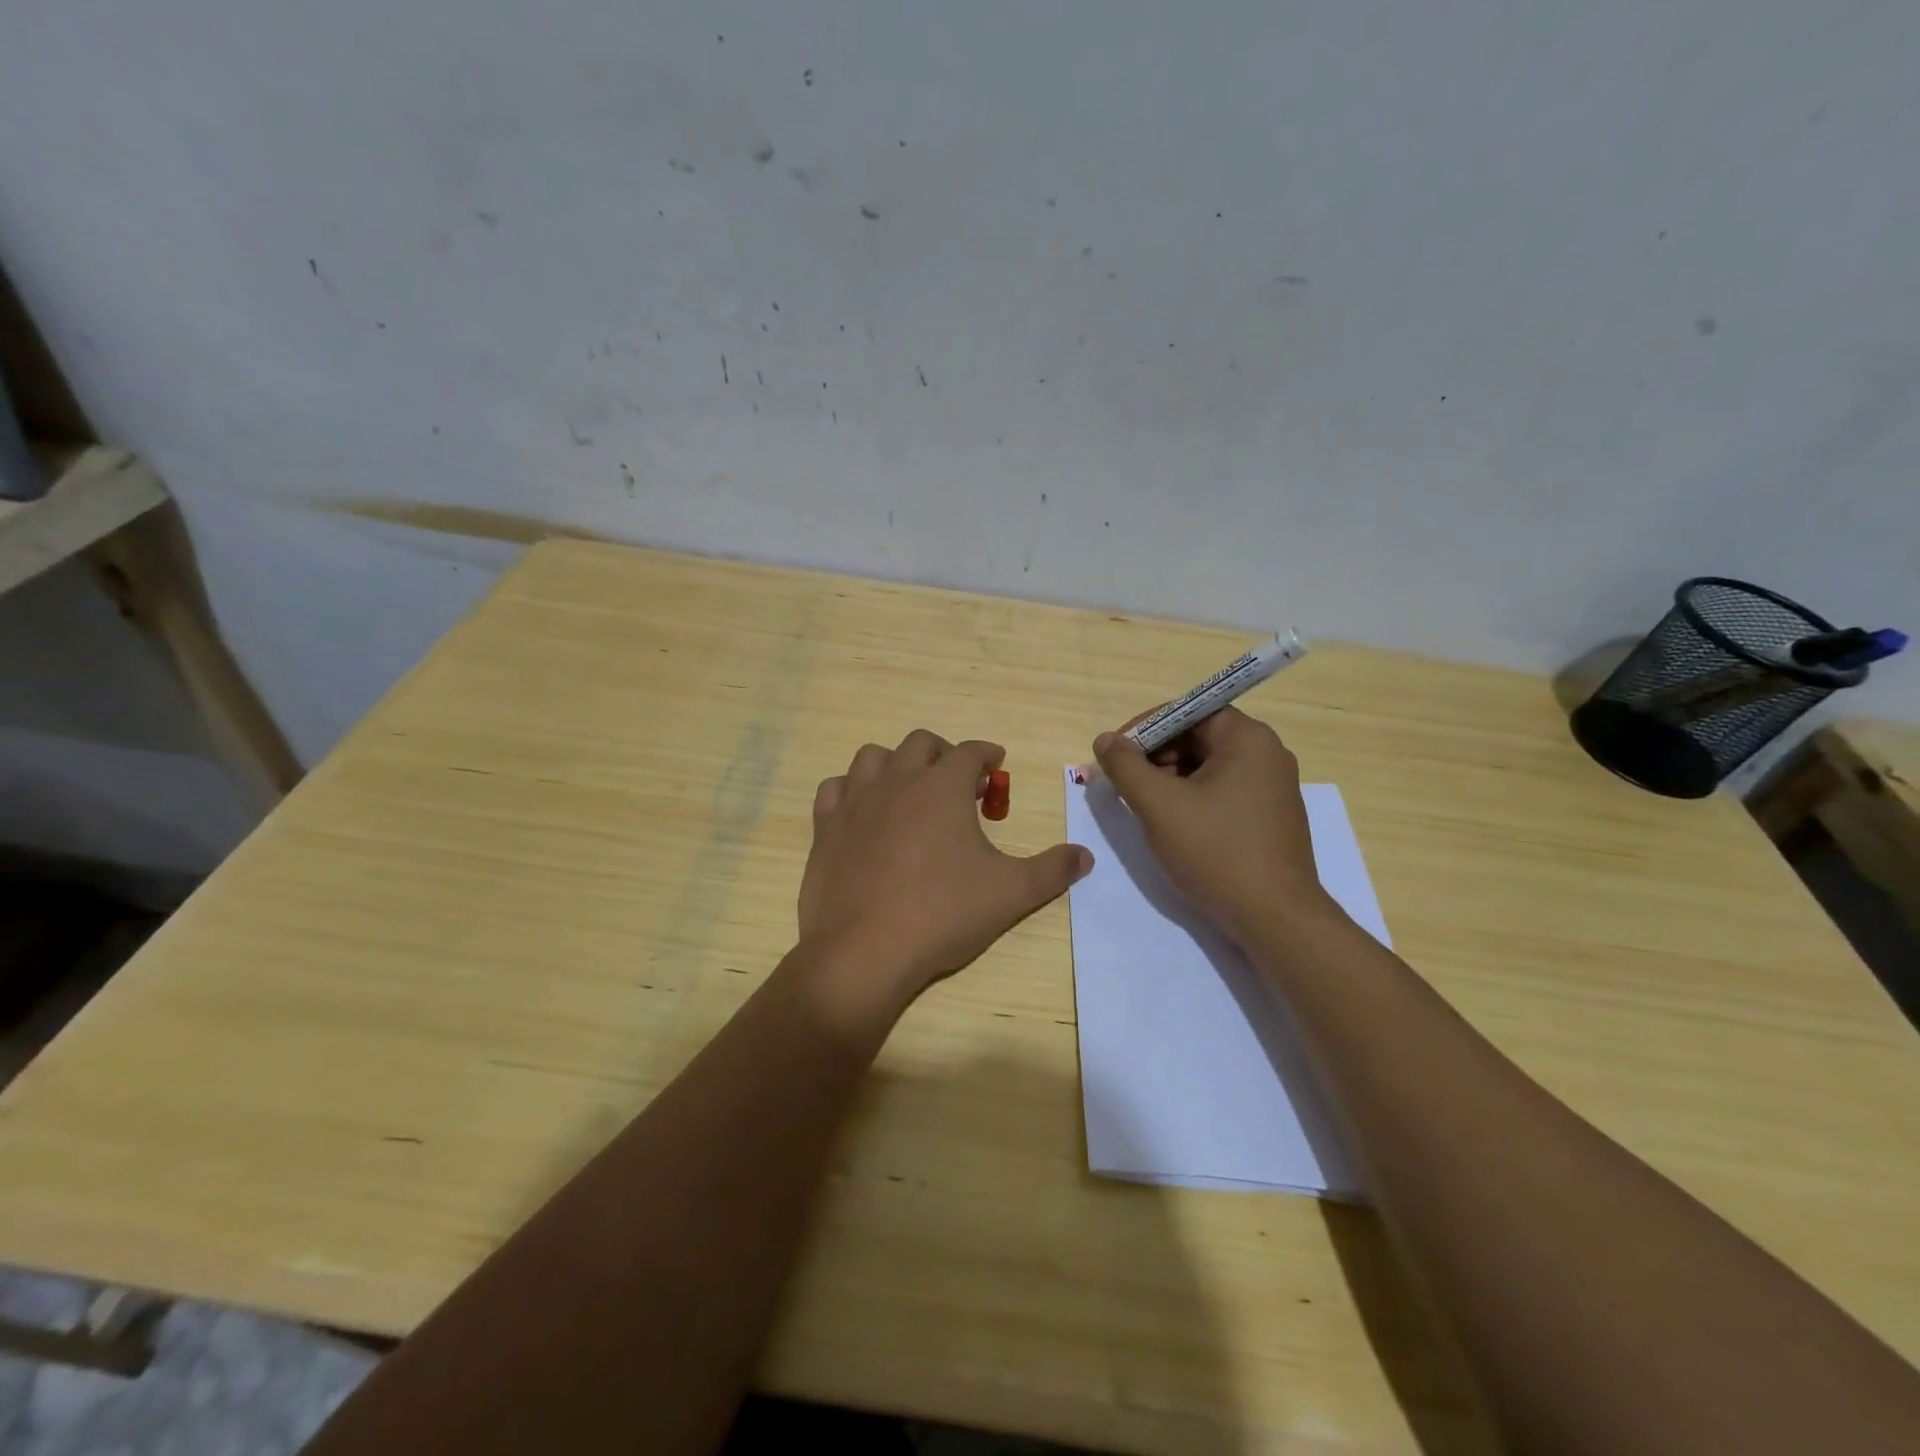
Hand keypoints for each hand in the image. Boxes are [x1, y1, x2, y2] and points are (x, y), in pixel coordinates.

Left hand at [799, 731, 1092, 998]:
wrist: (865, 950)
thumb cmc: (943, 914)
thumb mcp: (1011, 893)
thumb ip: (1052, 870)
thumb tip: (1085, 856)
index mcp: (942, 786)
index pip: (971, 751)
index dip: (987, 753)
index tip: (996, 763)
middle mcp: (897, 780)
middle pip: (921, 743)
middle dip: (944, 753)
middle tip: (958, 781)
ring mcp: (856, 802)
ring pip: (873, 756)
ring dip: (896, 763)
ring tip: (909, 788)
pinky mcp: (825, 828)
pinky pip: (834, 789)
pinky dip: (851, 790)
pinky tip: (863, 810)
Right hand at [1092, 708, 1338, 944]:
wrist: (1274, 918)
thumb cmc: (1215, 851)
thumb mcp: (1158, 805)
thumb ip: (1126, 766)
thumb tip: (1106, 740)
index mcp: (1248, 738)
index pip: (1188, 712)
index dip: (1146, 729)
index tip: (1116, 755)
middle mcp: (1267, 754)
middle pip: (1198, 737)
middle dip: (1156, 756)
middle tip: (1125, 784)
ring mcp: (1274, 787)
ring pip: (1209, 767)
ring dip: (1171, 779)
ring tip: (1145, 807)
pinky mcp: (1271, 816)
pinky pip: (1224, 791)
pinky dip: (1193, 798)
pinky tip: (1174, 825)